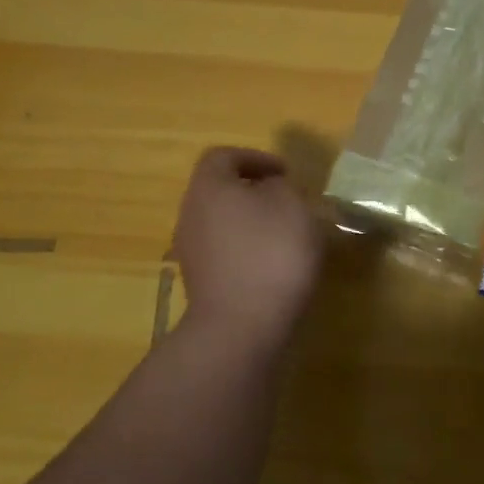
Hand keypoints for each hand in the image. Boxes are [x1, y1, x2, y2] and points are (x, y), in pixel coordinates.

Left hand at [171, 147, 322, 349]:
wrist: (242, 327)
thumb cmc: (271, 253)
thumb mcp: (292, 206)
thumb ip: (281, 187)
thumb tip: (269, 189)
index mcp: (209, 187)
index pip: (223, 156)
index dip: (255, 157)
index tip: (285, 173)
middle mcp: (191, 214)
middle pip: (219, 190)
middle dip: (253, 191)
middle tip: (287, 201)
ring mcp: (192, 251)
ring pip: (222, 222)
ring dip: (251, 221)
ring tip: (286, 234)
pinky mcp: (201, 282)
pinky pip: (224, 251)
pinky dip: (247, 249)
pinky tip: (274, 264)